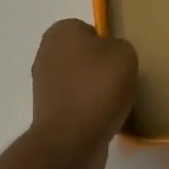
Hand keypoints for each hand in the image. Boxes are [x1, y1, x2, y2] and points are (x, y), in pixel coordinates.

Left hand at [29, 19, 138, 168]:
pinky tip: (105, 120)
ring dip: (94, 91)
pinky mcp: (47, 112)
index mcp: (60, 31)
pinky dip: (88, 111)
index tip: (121, 61)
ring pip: (78, 81)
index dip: (108, 44)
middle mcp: (46, 53)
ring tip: (116, 103)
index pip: (89, 30)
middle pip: (82, 56)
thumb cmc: (98, 87)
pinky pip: (75, 104)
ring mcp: (43, 85)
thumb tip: (110, 58)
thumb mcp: (125, 54)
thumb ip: (119, 47)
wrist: (72, 139)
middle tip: (121, 81)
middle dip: (100, 68)